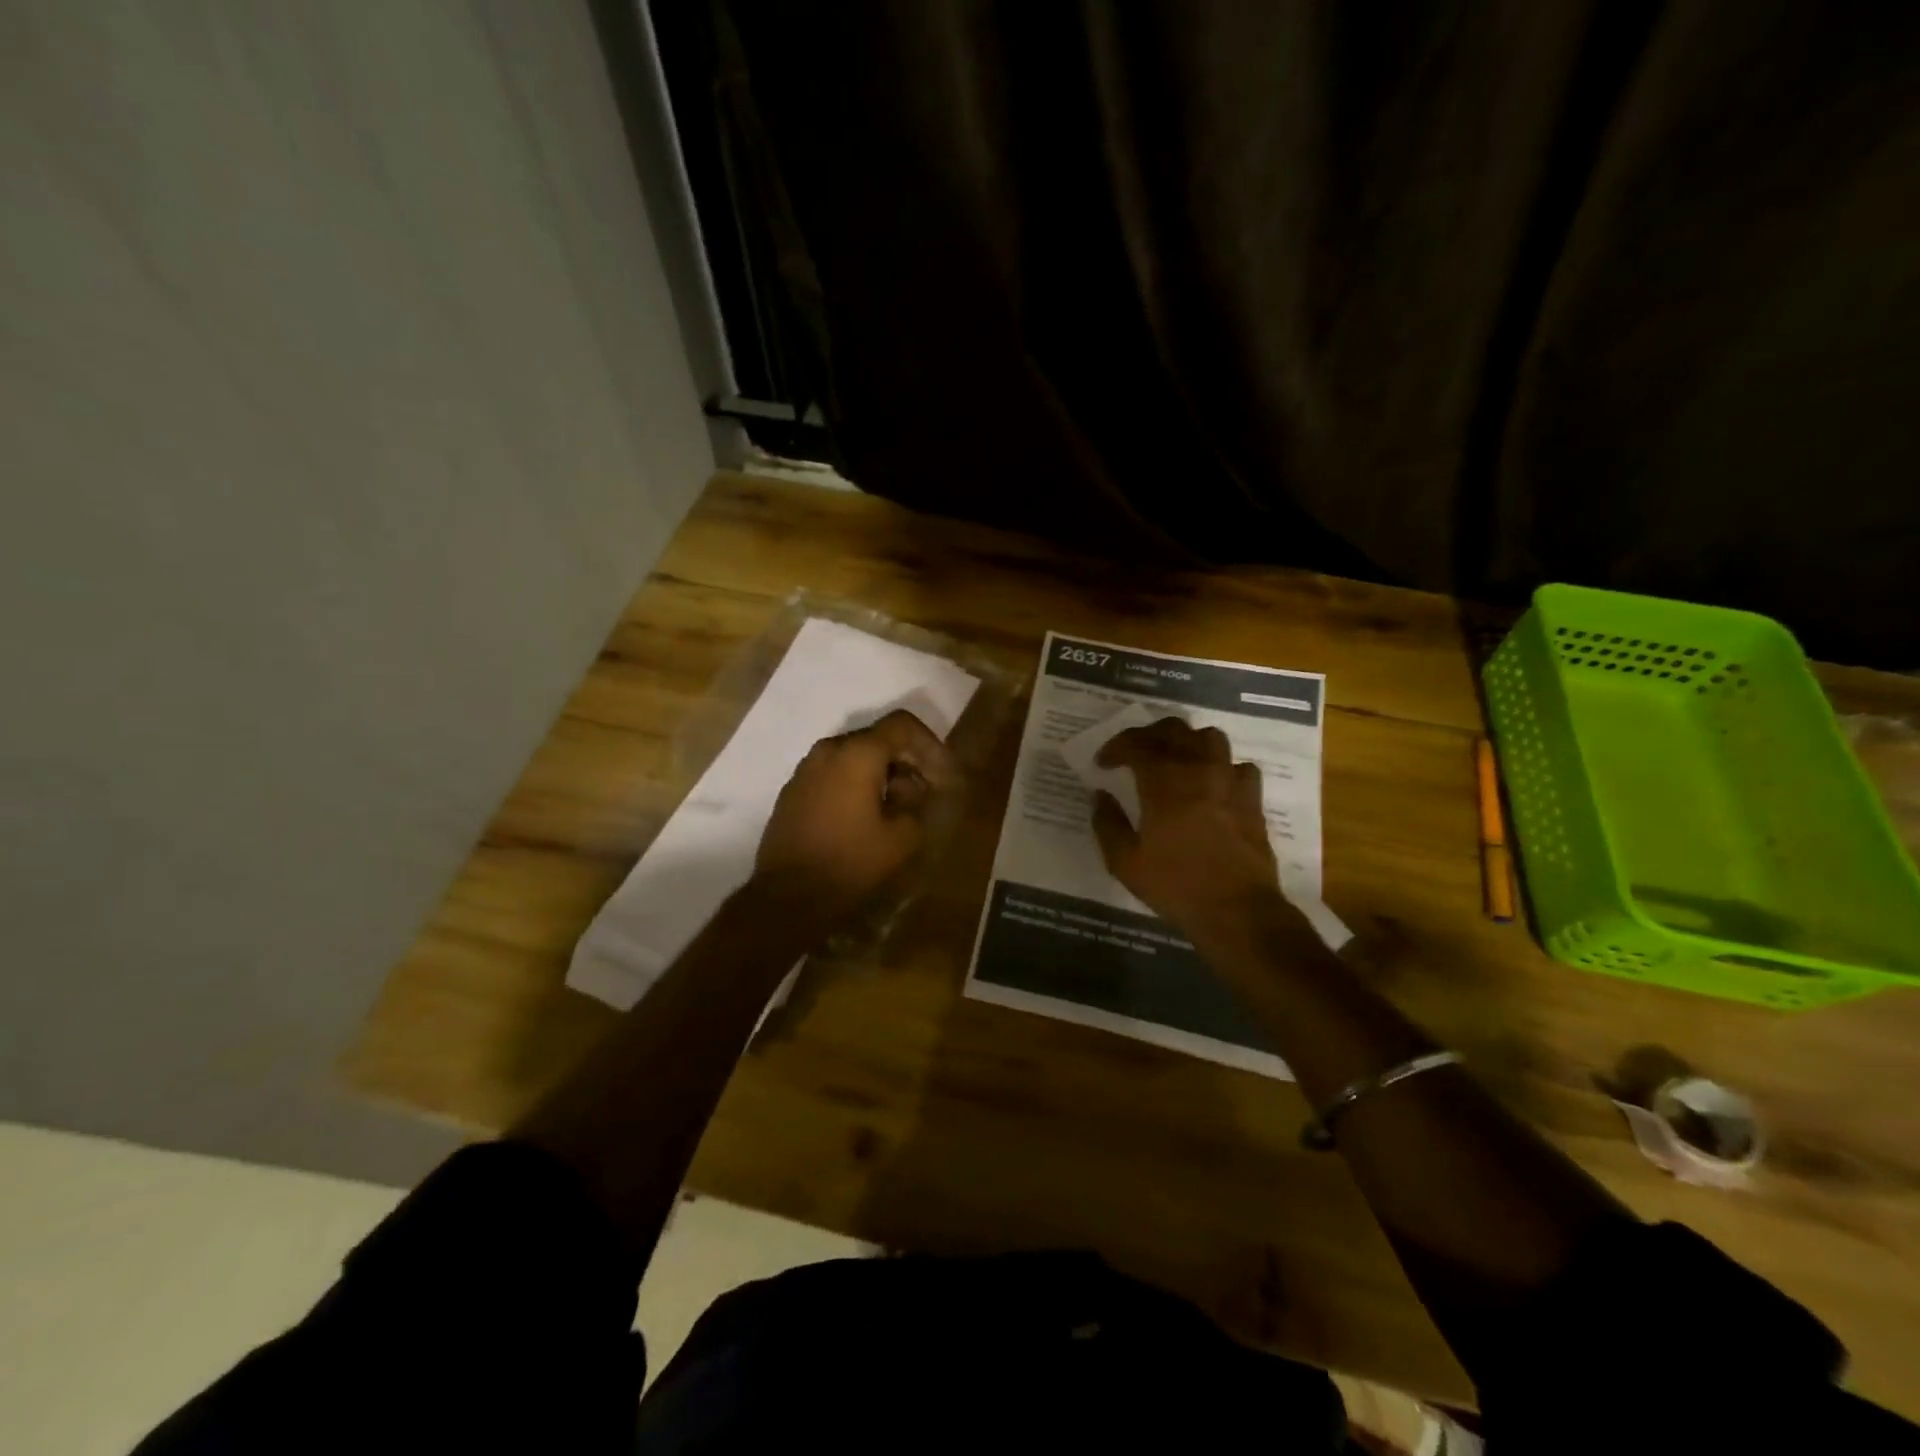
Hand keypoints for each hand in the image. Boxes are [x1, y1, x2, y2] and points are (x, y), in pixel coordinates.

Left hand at [752, 709, 954, 924]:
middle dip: (905, 760)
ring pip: (853, 757)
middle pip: (876, 738)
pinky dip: (855, 785)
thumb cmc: (851, 863)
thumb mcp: (902, 837)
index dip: (930, 745)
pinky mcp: (793, 792)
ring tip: (896, 807)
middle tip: (924, 792)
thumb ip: (915, 801)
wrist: (788, 898)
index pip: (902, 725)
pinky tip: (864, 817)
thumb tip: (911, 787)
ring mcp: (805, 770)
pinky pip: (832, 775)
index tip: (943, 775)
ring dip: (880, 774)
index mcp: (857, 753)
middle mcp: (828, 751)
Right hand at [1092, 717, 1284, 941]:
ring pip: (1210, 738)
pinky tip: (1212, 784)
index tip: (1103, 763)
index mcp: (1163, 782)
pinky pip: (1238, 765)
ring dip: (1187, 741)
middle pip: (1173, 730)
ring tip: (1174, 759)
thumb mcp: (1125, 862)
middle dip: (1148, 735)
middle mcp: (1198, 770)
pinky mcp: (1252, 798)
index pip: (1136, 743)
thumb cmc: (1176, 885)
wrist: (1237, 910)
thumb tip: (1100, 795)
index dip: (1116, 747)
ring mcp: (1230, 781)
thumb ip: (1107, 823)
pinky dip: (1221, 767)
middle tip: (1134, 754)